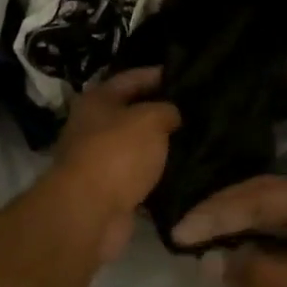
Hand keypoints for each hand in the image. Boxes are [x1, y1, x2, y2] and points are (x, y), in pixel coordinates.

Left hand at [47, 68, 180, 264]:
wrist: (90, 212)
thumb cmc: (117, 154)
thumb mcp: (150, 120)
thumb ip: (167, 110)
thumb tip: (172, 113)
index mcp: (97, 100)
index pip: (131, 77)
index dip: (158, 74)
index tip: (188, 75)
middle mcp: (92, 126)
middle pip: (132, 112)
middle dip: (161, 111)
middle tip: (197, 110)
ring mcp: (98, 160)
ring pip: (136, 146)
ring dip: (160, 145)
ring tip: (197, 141)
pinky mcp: (108, 190)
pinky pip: (138, 175)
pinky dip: (156, 174)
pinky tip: (184, 172)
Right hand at [172, 178, 286, 286]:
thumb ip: (258, 272)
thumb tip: (210, 262)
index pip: (257, 197)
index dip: (215, 213)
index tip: (179, 231)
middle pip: (264, 198)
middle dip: (223, 214)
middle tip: (183, 231)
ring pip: (275, 217)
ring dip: (240, 228)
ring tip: (200, 240)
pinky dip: (261, 246)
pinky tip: (238, 256)